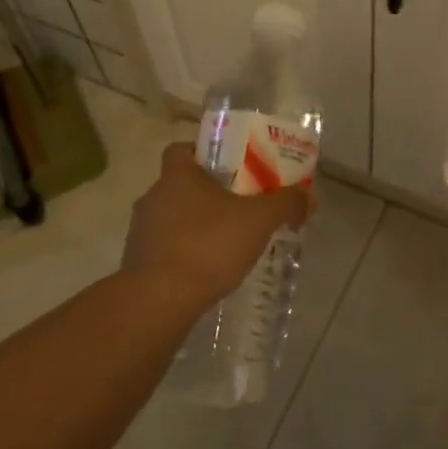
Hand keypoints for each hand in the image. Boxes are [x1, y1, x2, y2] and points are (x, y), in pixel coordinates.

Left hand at [123, 142, 315, 309]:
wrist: (161, 299)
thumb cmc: (209, 245)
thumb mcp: (259, 220)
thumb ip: (286, 203)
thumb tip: (309, 196)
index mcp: (177, 175)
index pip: (182, 149)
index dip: (204, 153)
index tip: (229, 167)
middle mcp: (153, 196)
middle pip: (180, 184)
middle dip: (208, 193)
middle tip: (239, 206)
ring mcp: (141, 231)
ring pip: (173, 217)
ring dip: (196, 225)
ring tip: (227, 242)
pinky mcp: (138, 262)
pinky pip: (166, 248)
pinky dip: (185, 253)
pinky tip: (208, 269)